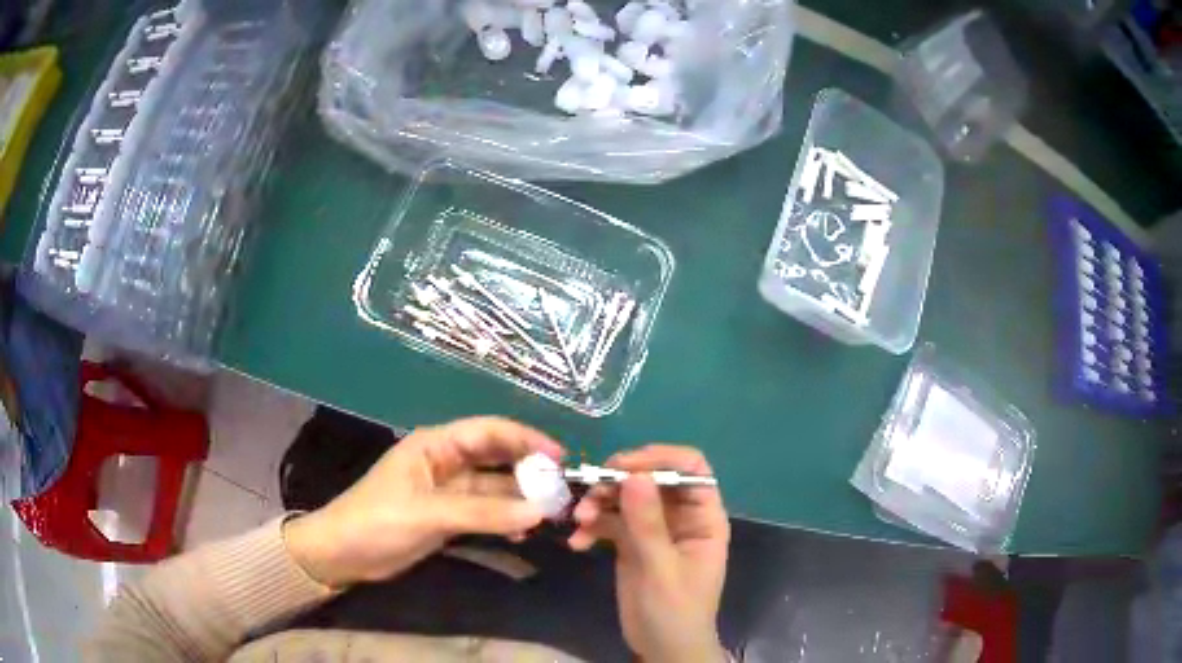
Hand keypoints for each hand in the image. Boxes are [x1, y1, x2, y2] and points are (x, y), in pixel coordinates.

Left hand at [283, 417, 562, 587]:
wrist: (343, 554)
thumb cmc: (378, 521)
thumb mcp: (429, 514)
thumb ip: (485, 513)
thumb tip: (540, 512)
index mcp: (436, 445)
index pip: (489, 431)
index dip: (525, 439)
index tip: (560, 458)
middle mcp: (445, 462)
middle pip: (496, 458)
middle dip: (529, 470)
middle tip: (563, 489)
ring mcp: (448, 492)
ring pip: (494, 489)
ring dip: (520, 499)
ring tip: (550, 515)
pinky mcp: (447, 517)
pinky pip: (486, 513)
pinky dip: (505, 520)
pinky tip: (523, 532)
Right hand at [568, 445, 729, 662]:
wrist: (662, 648)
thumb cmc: (675, 612)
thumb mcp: (662, 570)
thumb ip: (648, 524)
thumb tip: (635, 475)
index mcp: (703, 518)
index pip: (691, 469)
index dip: (660, 459)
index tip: (623, 466)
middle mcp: (680, 517)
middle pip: (652, 478)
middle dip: (619, 481)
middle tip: (590, 490)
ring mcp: (654, 529)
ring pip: (626, 497)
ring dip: (600, 503)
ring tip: (579, 520)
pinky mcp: (631, 544)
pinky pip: (610, 521)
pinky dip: (592, 526)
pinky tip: (578, 543)